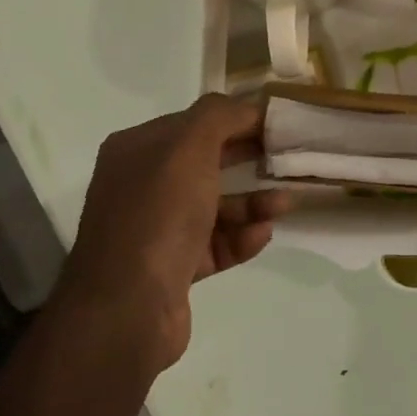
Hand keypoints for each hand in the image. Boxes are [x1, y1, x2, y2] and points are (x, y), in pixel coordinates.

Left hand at [56, 94, 291, 371]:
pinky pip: (214, 244)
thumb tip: (247, 108)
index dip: (237, 120)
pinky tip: (262, 235)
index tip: (278, 125)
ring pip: (214, 206)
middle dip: (249, 160)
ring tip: (284, 204)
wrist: (127, 307)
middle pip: (206, 163)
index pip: (194, 123)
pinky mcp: (172, 268)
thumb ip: (219, 116)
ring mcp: (155, 229)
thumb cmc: (158, 214)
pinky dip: (240, 238)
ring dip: (252, 203)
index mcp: (137, 149)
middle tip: (288, 159)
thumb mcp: (189, 147)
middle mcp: (142, 185)